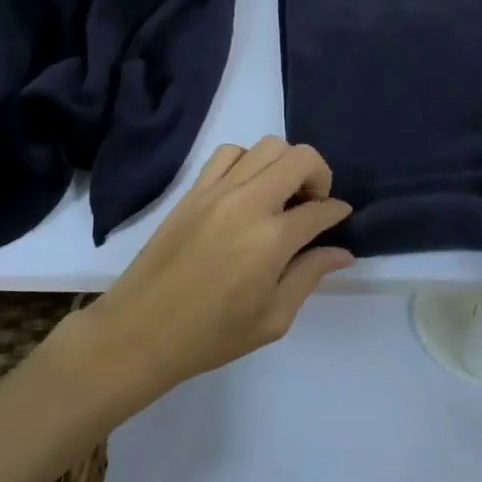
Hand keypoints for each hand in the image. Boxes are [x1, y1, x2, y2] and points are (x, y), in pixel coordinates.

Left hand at [48, 138, 353, 401]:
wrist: (138, 333)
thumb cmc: (211, 335)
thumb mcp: (273, 318)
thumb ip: (310, 276)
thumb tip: (342, 252)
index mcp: (272, 239)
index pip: (321, 209)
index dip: (338, 212)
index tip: (340, 219)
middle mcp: (248, 203)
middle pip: (300, 158)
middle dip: (320, 175)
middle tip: (312, 204)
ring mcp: (217, 192)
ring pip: (266, 146)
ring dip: (284, 165)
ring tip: (281, 195)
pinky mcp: (192, 192)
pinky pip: (228, 154)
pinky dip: (248, 162)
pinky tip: (246, 190)